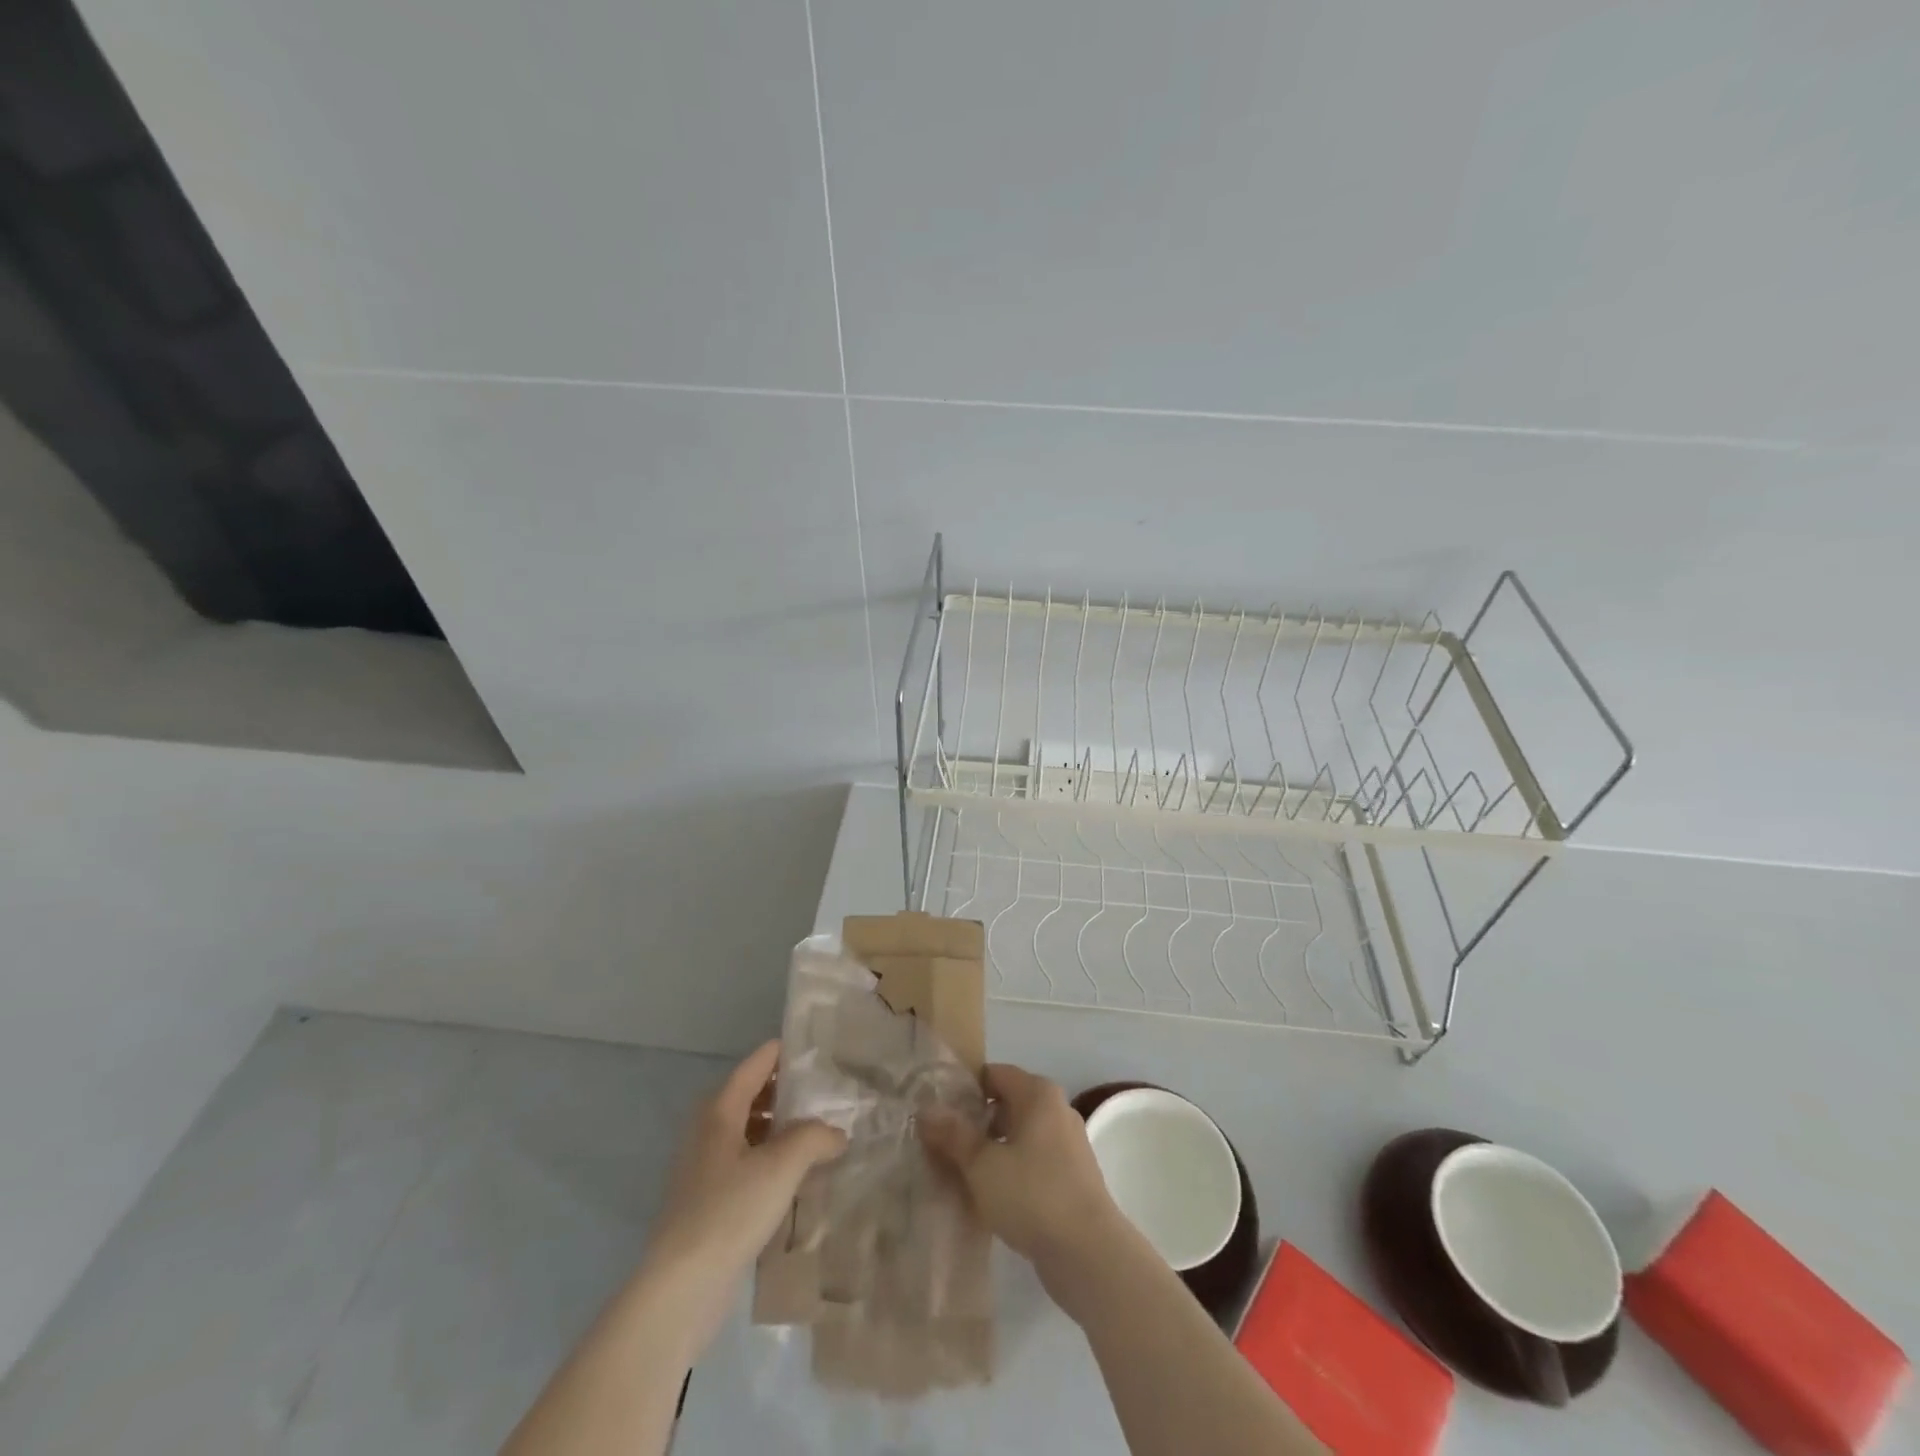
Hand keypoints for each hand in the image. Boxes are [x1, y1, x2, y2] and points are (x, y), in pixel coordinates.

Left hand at [639, 1040, 845, 1355]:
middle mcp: (708, 1130)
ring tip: (820, 1132)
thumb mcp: (782, 1165)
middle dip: (787, 1091)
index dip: (784, 1052)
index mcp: (720, 1110)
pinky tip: (797, 1175)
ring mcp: (704, 1168)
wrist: (681, 1288)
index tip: (817, 1047)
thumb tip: (836, 1133)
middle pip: (751, 1095)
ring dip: (781, 1128)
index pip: (756, 1064)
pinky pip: (745, 1163)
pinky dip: (770, 1158)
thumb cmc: (730, 1210)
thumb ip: (815, 1137)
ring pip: (749, 1131)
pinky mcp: (708, 1201)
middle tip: (827, 1091)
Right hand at [919, 1063, 1127, 1301]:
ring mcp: (1067, 1145)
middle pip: (1005, 1105)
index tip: (936, 1112)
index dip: (963, 1089)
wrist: (1090, 1254)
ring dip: (989, 1152)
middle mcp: (1056, 1110)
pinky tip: (987, 1197)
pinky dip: (1009, 1172)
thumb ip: (953, 1135)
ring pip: (1017, 1137)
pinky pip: (1031, 1162)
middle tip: (940, 1145)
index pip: (993, 1074)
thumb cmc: (1033, 1195)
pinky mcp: (1071, 1178)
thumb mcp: (982, 1164)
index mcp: (1038, 1094)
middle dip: (973, 1123)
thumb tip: (926, 1110)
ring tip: (957, 1174)